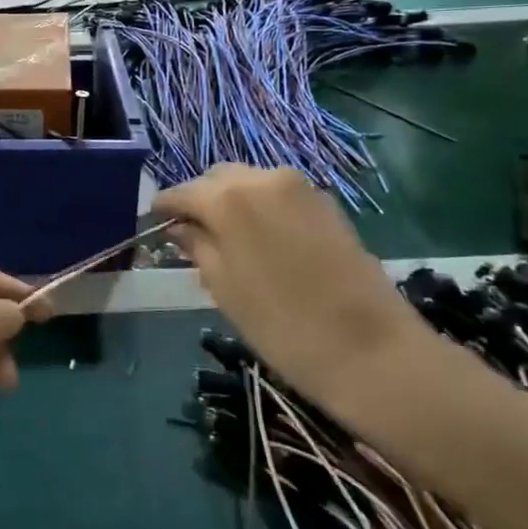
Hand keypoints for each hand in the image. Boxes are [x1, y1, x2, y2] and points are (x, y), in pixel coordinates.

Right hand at [156, 165, 441, 415]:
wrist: (372, 350)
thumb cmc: (282, 325)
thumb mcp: (223, 288)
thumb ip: (197, 247)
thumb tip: (180, 228)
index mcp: (228, 198)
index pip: (181, 192)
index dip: (164, 209)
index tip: (155, 226)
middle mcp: (262, 178)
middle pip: (217, 178)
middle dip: (200, 200)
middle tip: (191, 235)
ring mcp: (300, 187)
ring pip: (249, 182)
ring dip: (231, 201)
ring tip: (226, 239)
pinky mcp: (326, 203)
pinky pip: (278, 193)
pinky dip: (260, 207)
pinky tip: (261, 240)